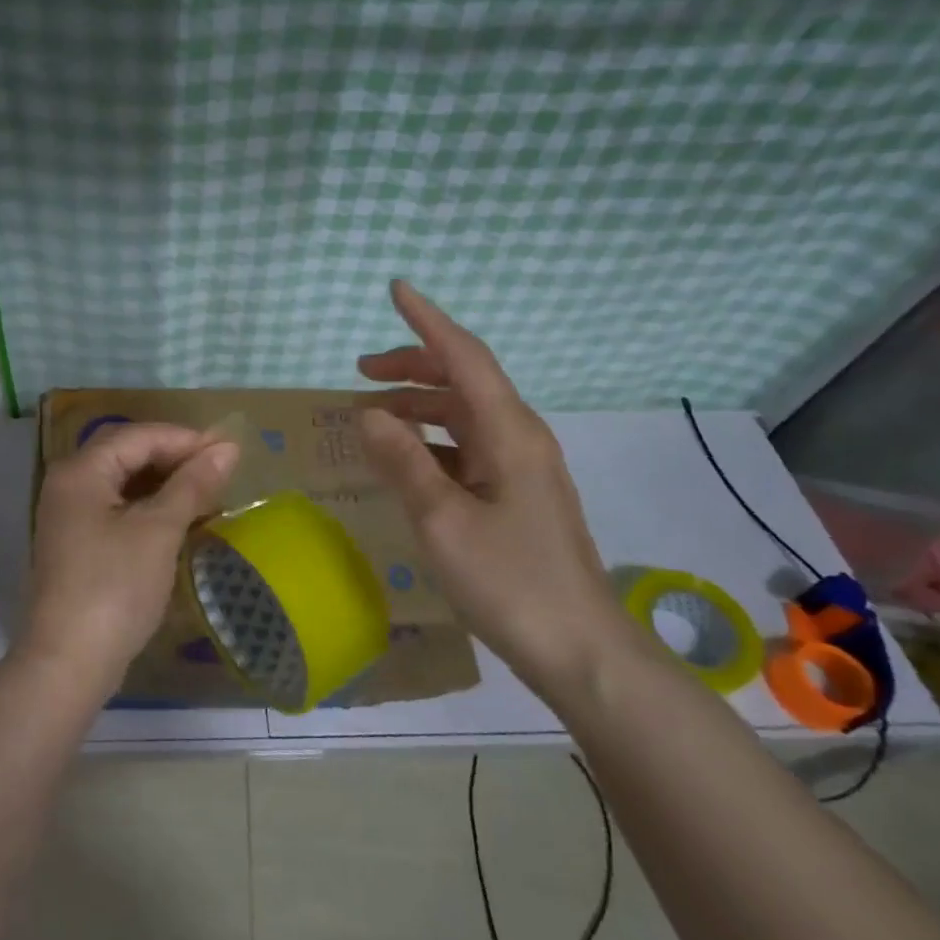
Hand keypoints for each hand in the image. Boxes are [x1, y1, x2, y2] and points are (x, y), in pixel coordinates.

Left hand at [21, 423, 239, 691]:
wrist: (68, 663)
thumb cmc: (114, 588)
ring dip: (165, 483)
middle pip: (127, 454)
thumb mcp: (159, 530)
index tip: (229, 450)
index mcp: (80, 471)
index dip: (185, 439)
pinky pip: (118, 509)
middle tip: (221, 469)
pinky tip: (180, 519)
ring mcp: (70, 516)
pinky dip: (150, 507)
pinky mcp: (78, 544)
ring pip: (124, 483)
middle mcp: (68, 484)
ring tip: (208, 492)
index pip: (138, 436)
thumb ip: (192, 484)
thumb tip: (228, 447)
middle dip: (175, 458)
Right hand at [356, 280, 641, 696]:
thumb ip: (404, 461)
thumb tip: (369, 413)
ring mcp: (521, 467)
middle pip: (464, 380)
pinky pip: (467, 447)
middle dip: (412, 366)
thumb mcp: (443, 520)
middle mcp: (519, 437)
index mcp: (508, 433)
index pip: (464, 357)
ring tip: (369, 416)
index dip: (427, 321)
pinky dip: (431, 441)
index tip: (396, 289)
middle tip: (360, 372)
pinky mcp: (517, 494)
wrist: (580, 650)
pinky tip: (403, 459)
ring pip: (464, 415)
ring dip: (418, 406)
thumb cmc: (509, 581)